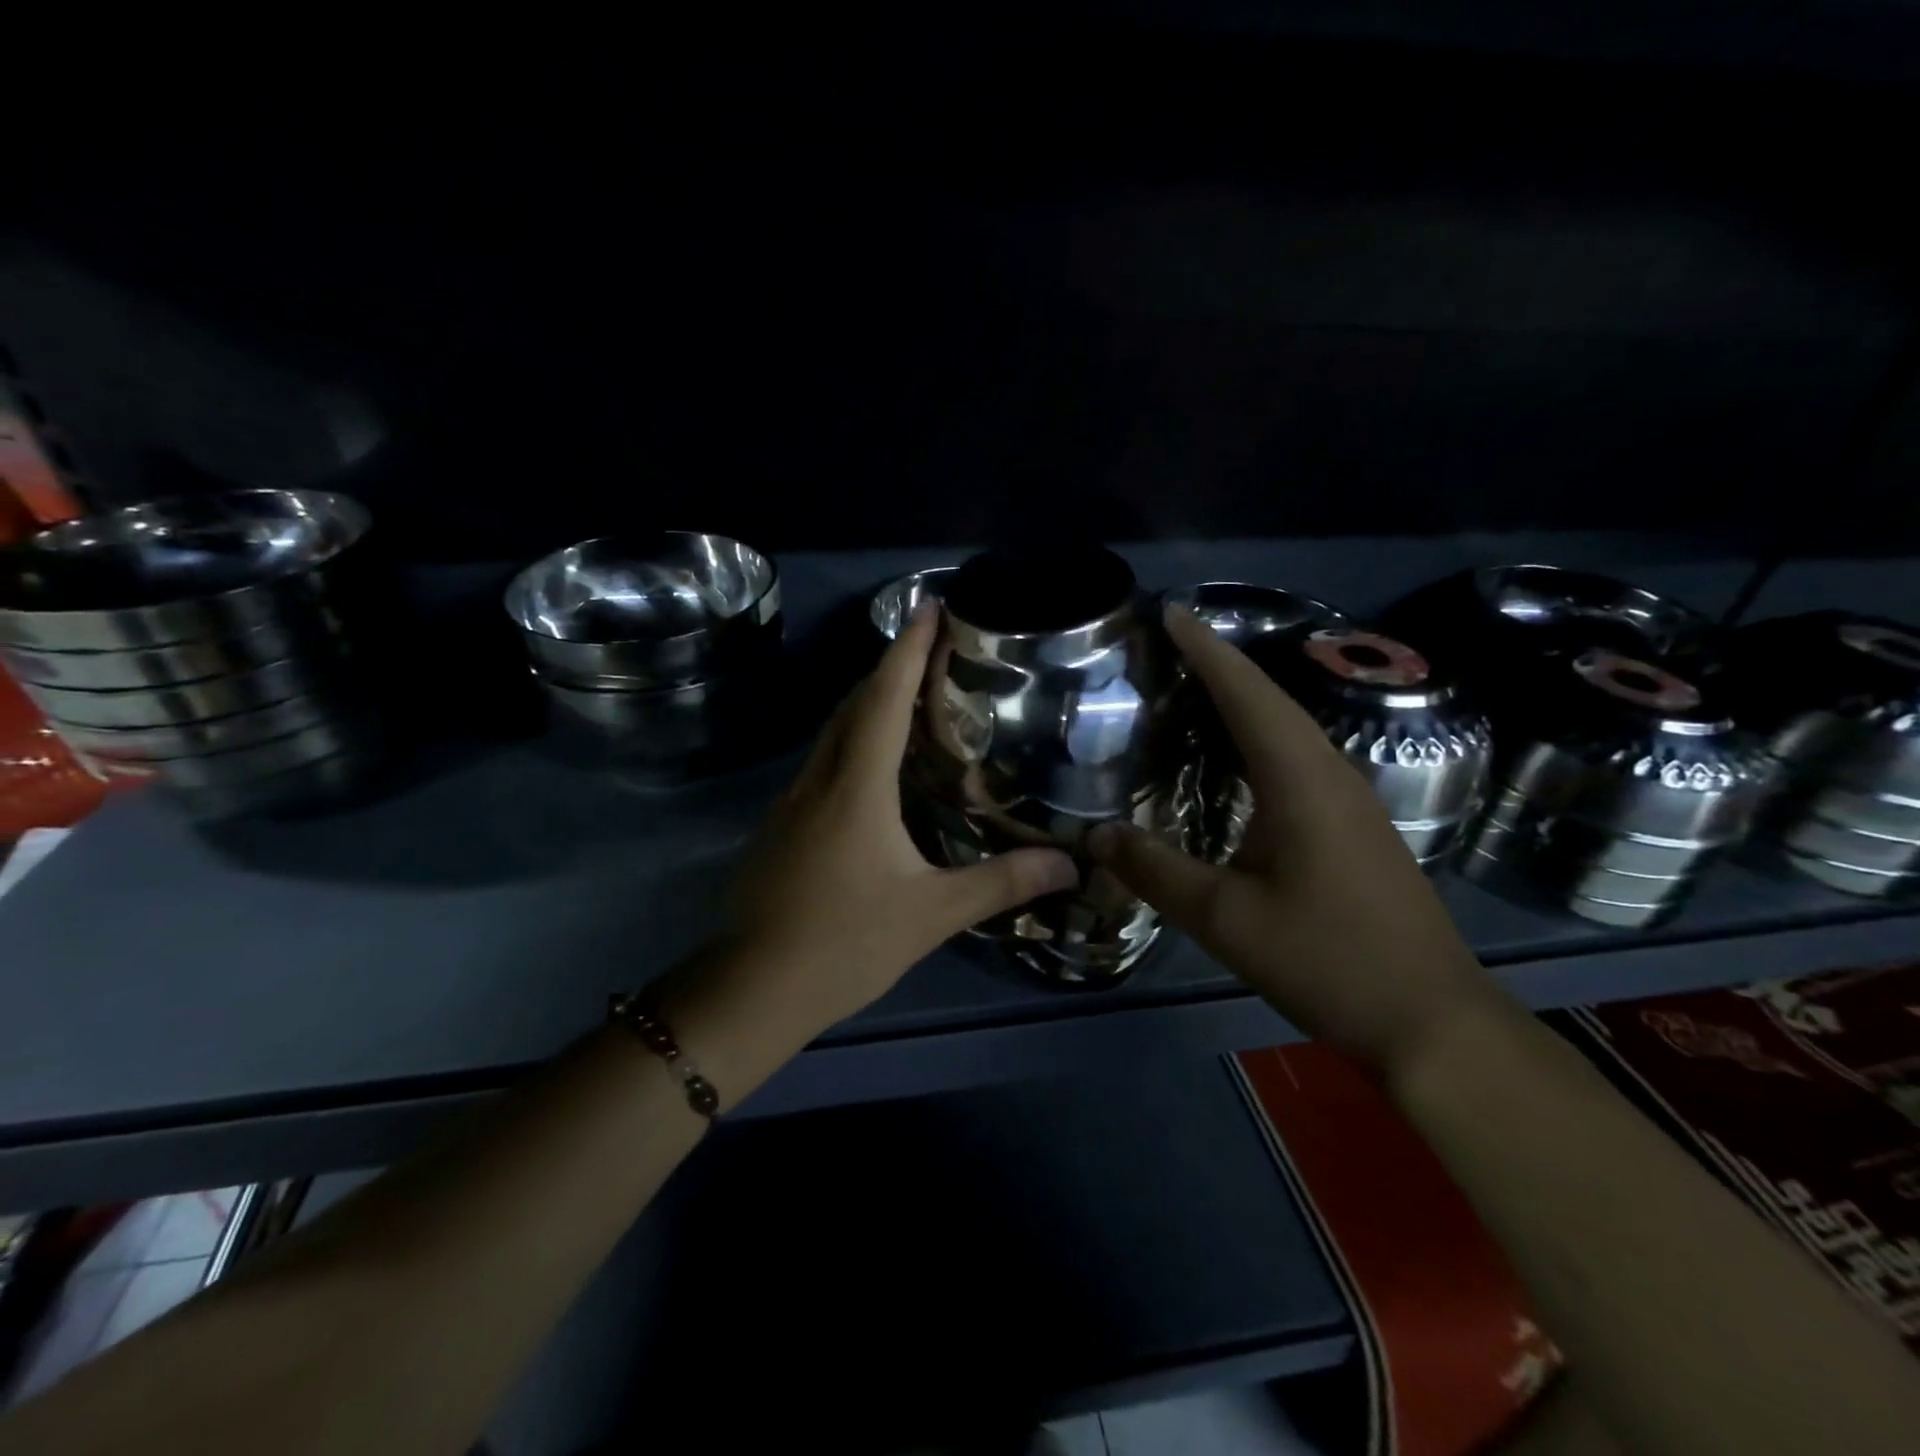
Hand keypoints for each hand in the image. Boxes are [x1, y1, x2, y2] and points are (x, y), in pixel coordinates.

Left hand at [718, 605, 1078, 1031]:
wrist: (750, 990)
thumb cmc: (843, 942)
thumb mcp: (931, 914)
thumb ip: (1000, 883)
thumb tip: (1069, 865)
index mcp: (855, 785)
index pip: (884, 698)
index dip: (908, 649)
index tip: (930, 607)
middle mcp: (819, 779)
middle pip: (853, 705)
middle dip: (890, 669)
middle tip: (931, 651)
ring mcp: (791, 803)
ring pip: (833, 734)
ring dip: (867, 706)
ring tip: (911, 701)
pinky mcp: (781, 828)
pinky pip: (822, 765)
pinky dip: (853, 745)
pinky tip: (874, 772)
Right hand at [1088, 603, 1503, 1072]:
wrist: (1432, 1022)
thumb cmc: (1327, 961)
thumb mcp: (1224, 919)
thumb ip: (1155, 871)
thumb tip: (1092, 836)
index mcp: (1301, 781)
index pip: (1247, 695)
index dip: (1206, 651)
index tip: (1170, 613)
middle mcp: (1330, 774)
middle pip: (1271, 700)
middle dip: (1220, 666)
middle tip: (1167, 645)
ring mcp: (1351, 800)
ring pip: (1288, 728)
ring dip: (1242, 699)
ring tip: (1191, 687)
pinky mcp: (1355, 825)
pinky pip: (1298, 758)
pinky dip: (1258, 738)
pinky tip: (1234, 757)